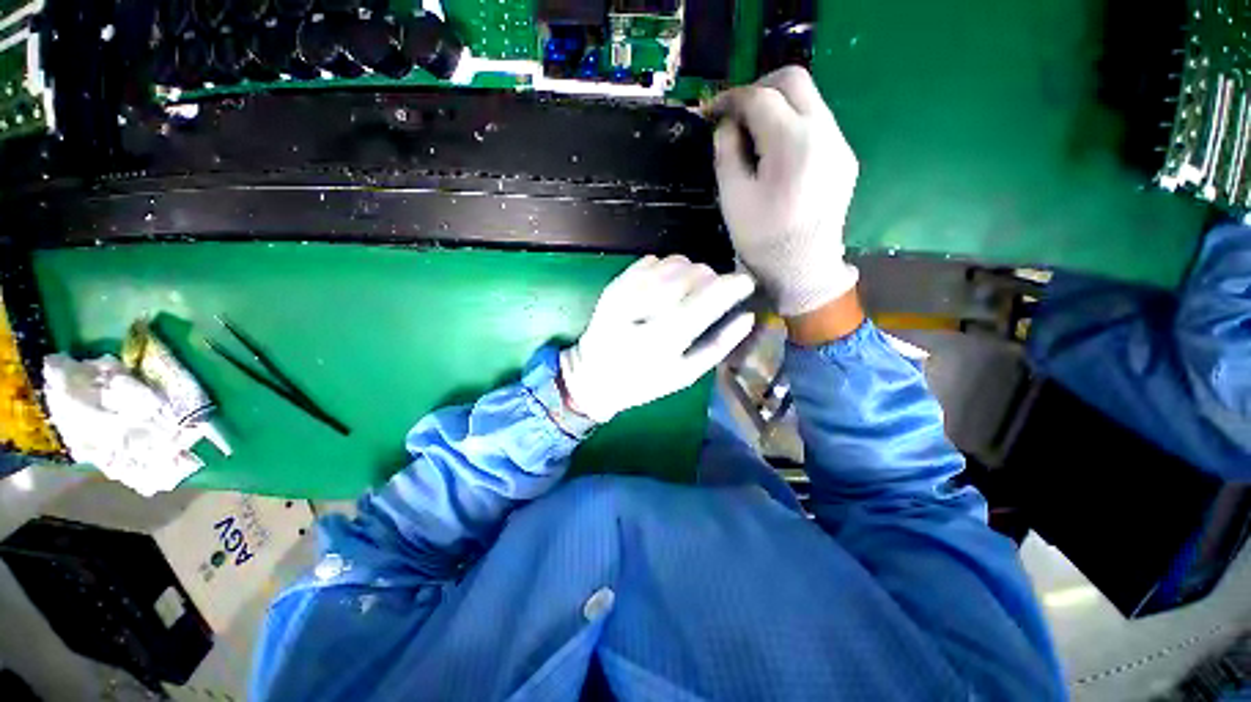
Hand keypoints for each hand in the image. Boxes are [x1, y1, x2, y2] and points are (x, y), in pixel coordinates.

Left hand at [560, 255, 754, 423]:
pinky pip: (652, 260)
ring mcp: (626, 292)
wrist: (594, 376)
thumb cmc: (644, 382)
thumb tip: (747, 316)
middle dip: (712, 278)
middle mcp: (644, 310)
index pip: (707, 299)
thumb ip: (718, 346)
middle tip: (715, 293)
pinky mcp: (615, 284)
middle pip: (692, 273)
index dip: (733, 285)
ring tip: (691, 291)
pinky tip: (667, 286)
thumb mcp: (684, 375)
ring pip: (674, 262)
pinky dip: (668, 267)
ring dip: (691, 271)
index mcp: (663, 339)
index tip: (747, 282)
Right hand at [710, 66, 859, 316]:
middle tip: (734, 114)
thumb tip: (726, 125)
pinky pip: (817, 123)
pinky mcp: (844, 157)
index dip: (730, 98)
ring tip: (752, 133)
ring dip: (777, 105)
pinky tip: (776, 151)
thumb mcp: (733, 199)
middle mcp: (824, 132)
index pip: (760, 97)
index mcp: (793, 143)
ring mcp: (839, 144)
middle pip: (794, 80)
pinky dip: (792, 124)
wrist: (804, 270)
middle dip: (758, 88)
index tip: (711, 111)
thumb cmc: (763, 240)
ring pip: (809, 99)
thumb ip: (726, 153)